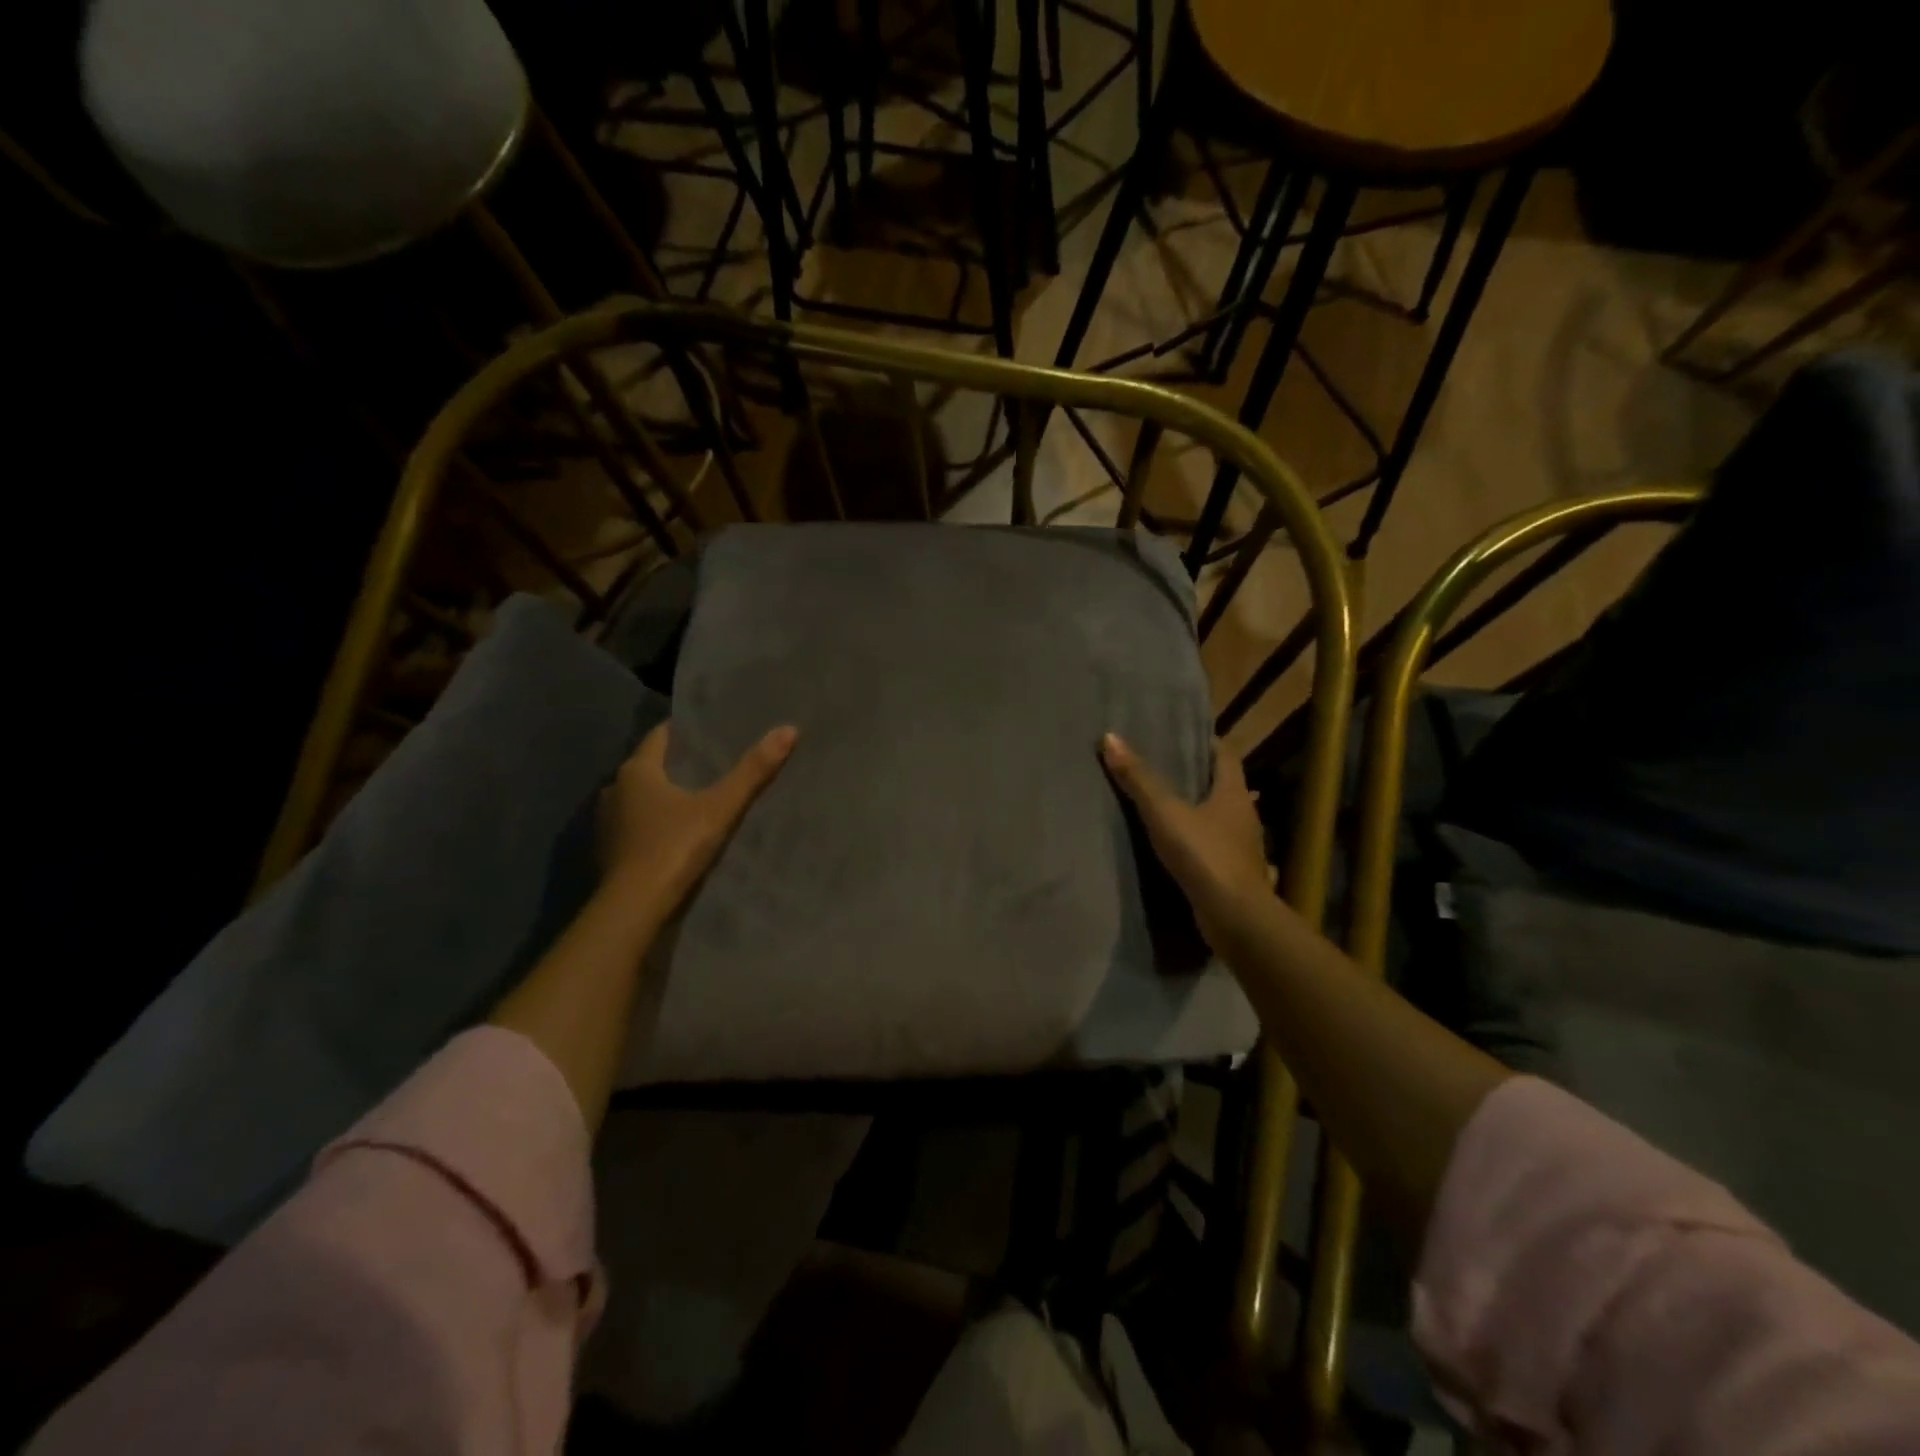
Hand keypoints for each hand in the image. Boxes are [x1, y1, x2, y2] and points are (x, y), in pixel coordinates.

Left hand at [598, 721, 797, 914]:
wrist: (634, 910)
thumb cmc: (673, 848)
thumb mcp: (720, 807)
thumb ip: (752, 771)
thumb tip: (788, 729)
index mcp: (636, 771)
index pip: (660, 736)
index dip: (685, 732)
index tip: (711, 731)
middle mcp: (615, 790)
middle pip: (650, 767)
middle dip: (678, 765)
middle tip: (714, 764)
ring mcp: (608, 824)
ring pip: (641, 799)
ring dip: (665, 797)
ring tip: (701, 799)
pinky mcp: (610, 853)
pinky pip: (636, 827)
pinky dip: (655, 825)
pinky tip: (678, 834)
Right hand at [1100, 732, 1275, 951]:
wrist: (1236, 918)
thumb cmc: (1205, 855)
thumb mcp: (1165, 812)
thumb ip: (1138, 778)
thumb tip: (1110, 737)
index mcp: (1235, 794)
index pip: (1226, 756)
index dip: (1207, 743)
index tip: (1183, 735)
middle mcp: (1244, 817)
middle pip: (1223, 787)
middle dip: (1197, 777)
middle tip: (1163, 767)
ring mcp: (1242, 849)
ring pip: (1219, 820)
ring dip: (1197, 812)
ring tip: (1163, 806)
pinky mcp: (1233, 876)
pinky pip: (1214, 849)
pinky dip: (1197, 843)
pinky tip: (1176, 848)